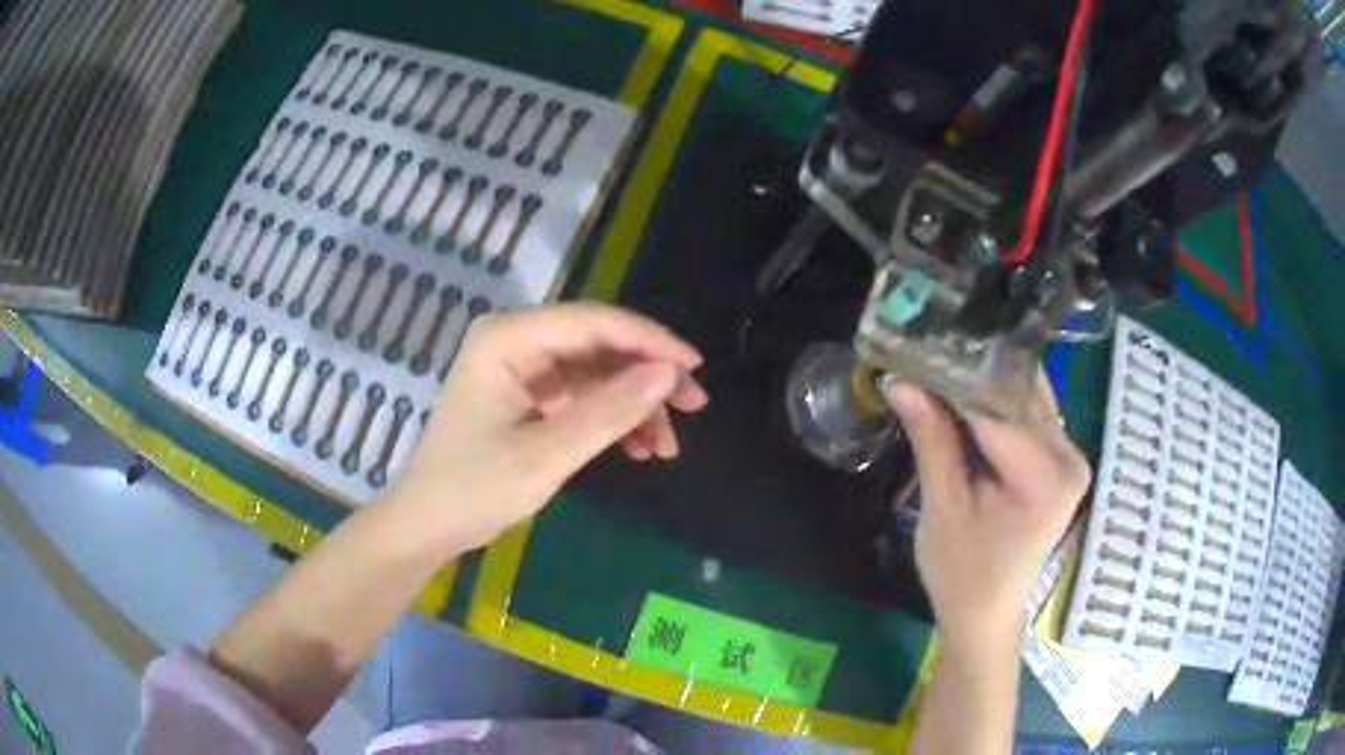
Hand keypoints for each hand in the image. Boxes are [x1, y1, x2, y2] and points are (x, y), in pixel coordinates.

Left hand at [387, 304, 707, 551]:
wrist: (428, 526)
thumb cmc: (474, 489)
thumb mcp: (546, 456)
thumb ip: (609, 412)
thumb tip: (669, 374)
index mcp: (507, 339)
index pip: (593, 322)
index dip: (649, 340)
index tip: (695, 367)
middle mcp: (515, 341)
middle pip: (598, 344)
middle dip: (647, 376)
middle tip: (693, 407)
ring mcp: (521, 368)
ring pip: (596, 372)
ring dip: (633, 405)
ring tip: (665, 446)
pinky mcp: (527, 396)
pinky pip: (582, 396)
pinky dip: (611, 419)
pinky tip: (638, 448)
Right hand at [886, 379, 1089, 651]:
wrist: (986, 613)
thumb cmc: (961, 573)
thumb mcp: (942, 508)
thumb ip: (931, 440)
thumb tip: (901, 379)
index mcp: (1047, 478)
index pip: (999, 408)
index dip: (955, 378)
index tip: (914, 352)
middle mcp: (1070, 458)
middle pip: (1018, 395)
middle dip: (970, 374)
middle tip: (921, 352)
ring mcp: (1070, 456)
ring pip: (1026, 396)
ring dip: (984, 383)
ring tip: (938, 366)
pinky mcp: (1062, 459)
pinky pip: (1030, 412)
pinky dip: (998, 401)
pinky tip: (964, 395)